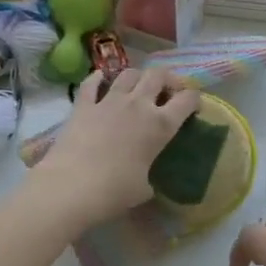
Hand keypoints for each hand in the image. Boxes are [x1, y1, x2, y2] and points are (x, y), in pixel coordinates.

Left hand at [34, 68, 198, 227]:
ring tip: (138, 87)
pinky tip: (101, 80)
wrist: (71, 187)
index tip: (194, 105)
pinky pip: (92, 82)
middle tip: (168, 91)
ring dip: (138, 76)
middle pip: (158, 75)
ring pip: (129, 73)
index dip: (194, 98)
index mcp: (160, 125)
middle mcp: (138, 105)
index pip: (187, 99)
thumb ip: (148, 177)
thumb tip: (144, 181)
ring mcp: (109, 101)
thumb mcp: (143, 189)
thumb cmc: (114, 191)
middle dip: (167, 79)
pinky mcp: (83, 105)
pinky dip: (98, 78)